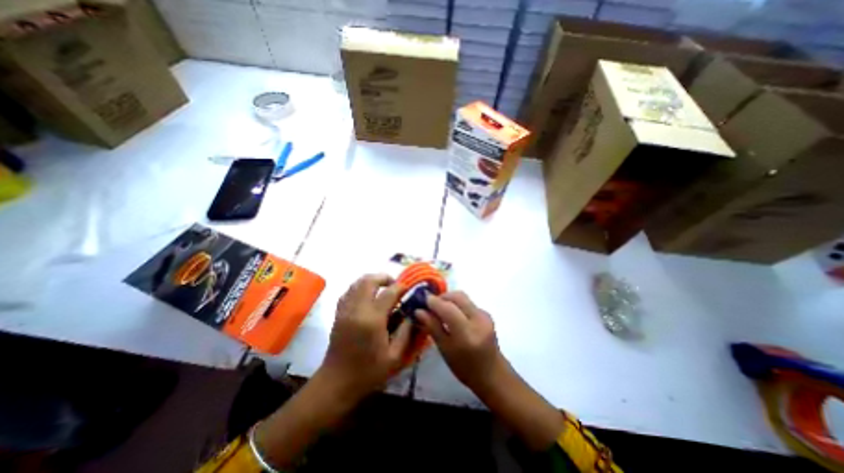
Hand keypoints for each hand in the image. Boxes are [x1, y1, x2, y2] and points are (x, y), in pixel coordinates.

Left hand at [320, 273, 413, 402]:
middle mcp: (357, 310)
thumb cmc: (368, 372)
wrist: (337, 383)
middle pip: (369, 281)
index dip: (400, 288)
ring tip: (383, 287)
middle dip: (384, 277)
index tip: (408, 289)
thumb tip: (412, 313)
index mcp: (372, 320)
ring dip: (372, 280)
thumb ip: (406, 332)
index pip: (389, 293)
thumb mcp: (395, 356)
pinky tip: (368, 295)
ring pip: (357, 283)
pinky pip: (349, 291)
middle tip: (394, 284)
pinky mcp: (339, 313)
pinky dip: (360, 287)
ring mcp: (345, 310)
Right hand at [415, 290, 506, 396]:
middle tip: (431, 305)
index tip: (422, 300)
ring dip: (449, 300)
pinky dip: (457, 304)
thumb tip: (419, 311)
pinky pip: (468, 303)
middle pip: (457, 297)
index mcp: (467, 333)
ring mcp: (484, 315)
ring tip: (439, 310)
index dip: (434, 302)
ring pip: (463, 298)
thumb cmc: (465, 367)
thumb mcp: (445, 350)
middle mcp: (478, 320)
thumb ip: (433, 327)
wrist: (492, 374)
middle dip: (442, 297)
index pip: (448, 308)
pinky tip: (452, 315)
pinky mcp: (487, 314)